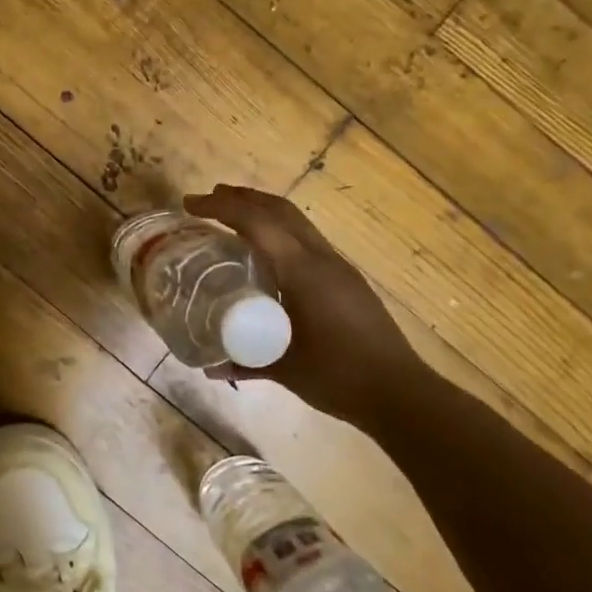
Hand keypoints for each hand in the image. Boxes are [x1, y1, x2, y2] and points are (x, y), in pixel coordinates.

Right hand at [185, 185, 428, 425]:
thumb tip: (206, 364)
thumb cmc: (338, 377)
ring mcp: (338, 267)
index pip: (256, 222)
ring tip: (233, 216)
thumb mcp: (283, 368)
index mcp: (302, 271)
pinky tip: (267, 252)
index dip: (221, 206)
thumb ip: (243, 361)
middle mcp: (321, 259)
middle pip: (278, 209)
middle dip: (242, 197)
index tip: (190, 204)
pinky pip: (306, 240)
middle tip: (208, 199)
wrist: (401, 394)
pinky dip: (279, 231)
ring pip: (296, 221)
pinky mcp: (347, 280)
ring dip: (263, 211)